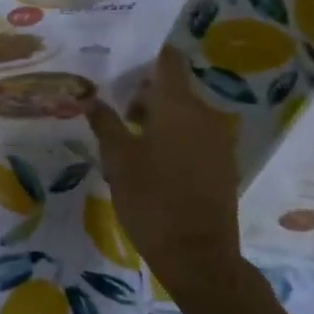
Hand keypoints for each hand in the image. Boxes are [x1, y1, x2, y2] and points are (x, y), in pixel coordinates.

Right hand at [87, 47, 241, 268]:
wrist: (198, 257)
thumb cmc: (151, 201)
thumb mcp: (118, 160)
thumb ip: (105, 123)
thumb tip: (91, 99)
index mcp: (178, 106)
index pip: (168, 60)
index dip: (146, 56)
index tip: (120, 62)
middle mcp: (204, 114)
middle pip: (173, 88)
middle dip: (143, 93)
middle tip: (112, 108)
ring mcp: (218, 140)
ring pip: (183, 113)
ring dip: (157, 117)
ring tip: (126, 138)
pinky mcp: (222, 164)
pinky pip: (195, 135)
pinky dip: (173, 137)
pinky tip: (149, 160)